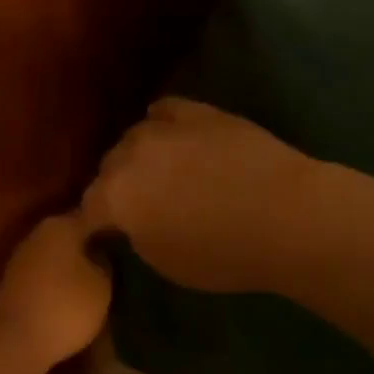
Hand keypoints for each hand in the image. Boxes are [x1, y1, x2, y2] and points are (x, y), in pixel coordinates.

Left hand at [0, 214, 111, 370]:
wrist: (12, 343)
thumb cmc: (65, 306)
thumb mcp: (103, 286)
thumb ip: (107, 262)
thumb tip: (104, 253)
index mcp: (62, 224)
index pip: (94, 218)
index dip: (112, 232)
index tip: (128, 246)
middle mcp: (39, 233)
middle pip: (73, 236)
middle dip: (91, 248)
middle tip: (116, 265)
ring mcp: (22, 258)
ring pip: (57, 256)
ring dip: (74, 267)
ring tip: (98, 285)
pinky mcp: (12, 284)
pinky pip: (45, 276)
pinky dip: (58, 284)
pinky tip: (73, 299)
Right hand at [82, 98, 328, 295]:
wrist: (286, 214)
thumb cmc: (224, 254)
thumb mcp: (166, 263)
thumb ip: (135, 235)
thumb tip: (129, 222)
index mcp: (115, 196)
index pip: (87, 209)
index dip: (95, 226)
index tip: (105, 237)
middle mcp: (129, 154)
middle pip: (107, 168)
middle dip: (116, 188)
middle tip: (138, 208)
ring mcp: (163, 127)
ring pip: (133, 138)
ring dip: (138, 156)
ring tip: (159, 172)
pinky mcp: (196, 110)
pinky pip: (163, 112)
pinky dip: (161, 126)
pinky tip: (174, 139)